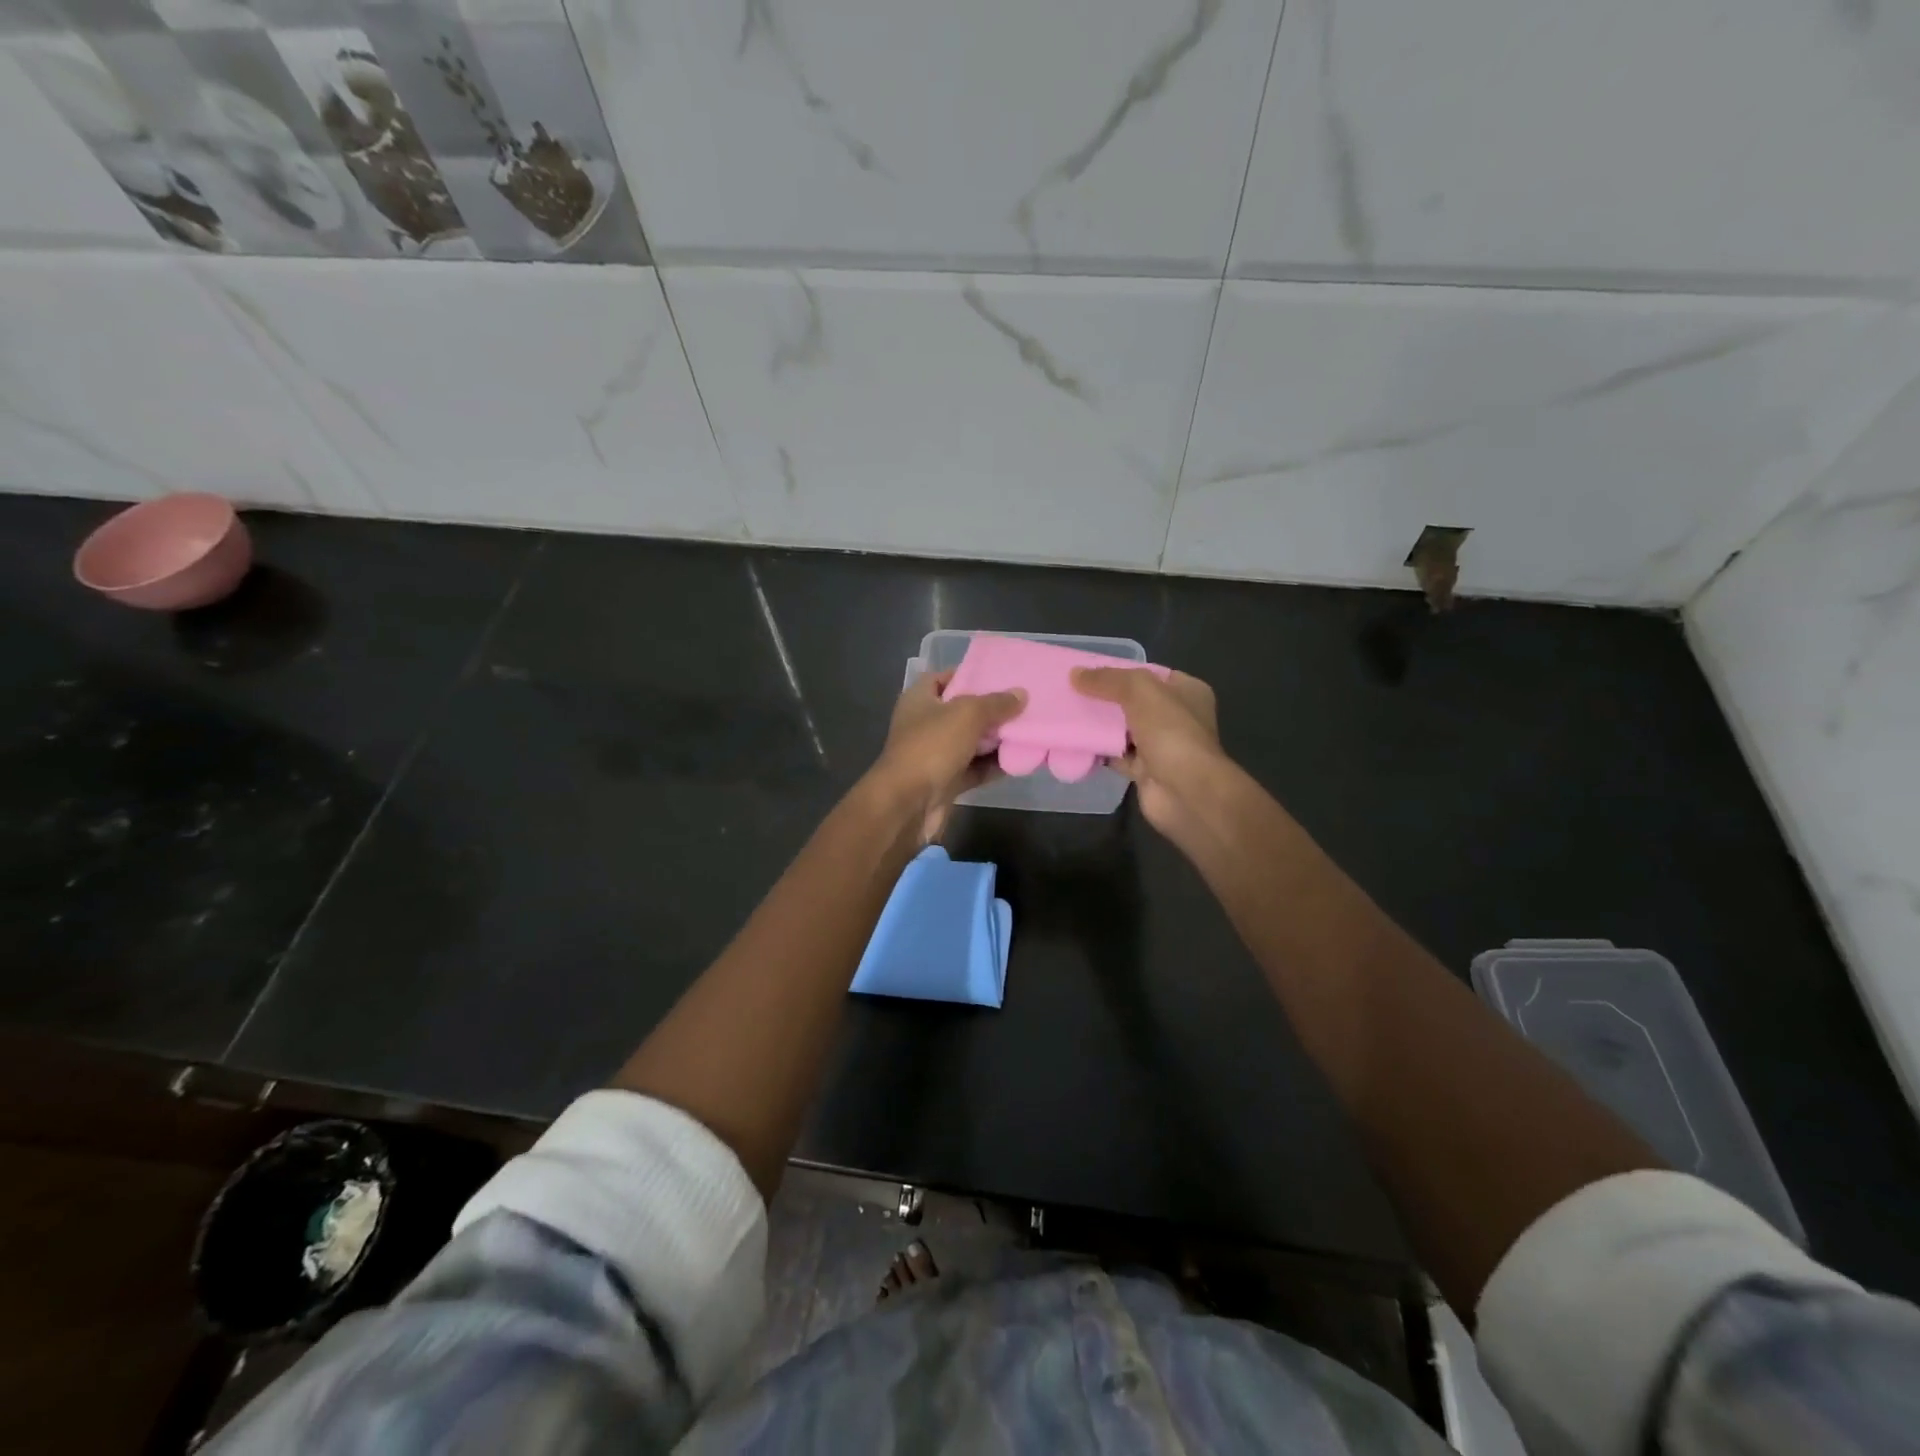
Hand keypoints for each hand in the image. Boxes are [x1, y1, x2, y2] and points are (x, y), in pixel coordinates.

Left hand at [869, 670, 1024, 843]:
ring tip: (1028, 730)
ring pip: (970, 742)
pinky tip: (1018, 760)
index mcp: (919, 699)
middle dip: (990, 709)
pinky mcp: (945, 781)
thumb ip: (995, 703)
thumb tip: (1020, 694)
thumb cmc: (932, 747)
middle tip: (1023, 704)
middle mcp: (924, 724)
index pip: (942, 678)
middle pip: (961, 711)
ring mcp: (934, 755)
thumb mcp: (967, 714)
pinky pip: (973, 769)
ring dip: (995, 740)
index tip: (998, 676)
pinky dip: (992, 766)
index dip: (968, 674)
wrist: (908, 804)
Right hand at [1072, 667, 1225, 843]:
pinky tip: (1074, 742)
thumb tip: (1075, 674)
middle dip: (1106, 699)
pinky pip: (1117, 756)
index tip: (1090, 671)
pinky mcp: (1145, 771)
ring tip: (1067, 713)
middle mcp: (1177, 718)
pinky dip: (1099, 751)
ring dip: (1099, 725)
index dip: (1122, 671)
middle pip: (1134, 702)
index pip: (1151, 674)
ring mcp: (1162, 746)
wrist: (1185, 791)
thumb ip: (1108, 679)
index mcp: (1187, 692)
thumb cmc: (1171, 732)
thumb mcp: (1140, 691)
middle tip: (1072, 691)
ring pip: (1124, 730)